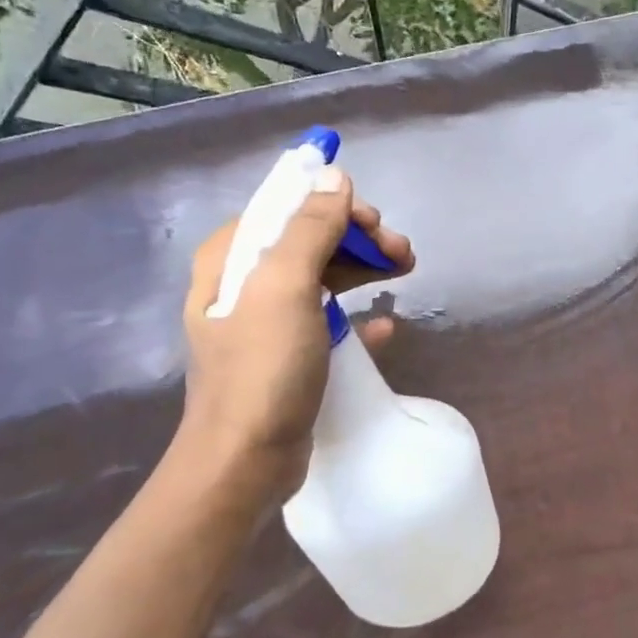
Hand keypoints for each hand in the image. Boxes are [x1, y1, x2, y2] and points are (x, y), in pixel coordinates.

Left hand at [176, 167, 412, 506]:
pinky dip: (356, 318)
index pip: (287, 208)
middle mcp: (243, 284)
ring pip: (321, 279)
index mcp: (231, 258)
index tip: (377, 224)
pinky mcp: (287, 358)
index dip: (335, 206)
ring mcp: (265, 324)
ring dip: (363, 271)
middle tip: (403, 254)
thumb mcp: (285, 288)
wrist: (244, 461)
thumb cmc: (263, 370)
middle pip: (308, 241)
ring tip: (405, 274)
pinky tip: (385, 328)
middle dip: (358, 239)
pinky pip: (326, 323)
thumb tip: (334, 176)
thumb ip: (309, 228)